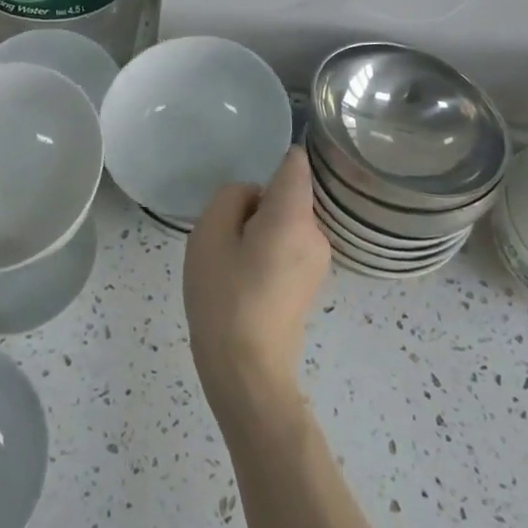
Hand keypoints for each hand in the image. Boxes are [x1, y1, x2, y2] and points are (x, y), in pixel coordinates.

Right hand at [183, 146, 330, 428]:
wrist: (247, 371)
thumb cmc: (224, 296)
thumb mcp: (210, 233)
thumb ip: (232, 196)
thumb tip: (253, 197)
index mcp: (294, 216)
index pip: (295, 164)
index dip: (273, 156)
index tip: (248, 174)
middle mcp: (316, 233)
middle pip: (286, 194)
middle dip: (256, 203)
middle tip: (225, 233)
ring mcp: (317, 261)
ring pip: (284, 222)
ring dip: (259, 229)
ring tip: (231, 261)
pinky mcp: (310, 283)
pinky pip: (287, 246)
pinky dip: (266, 251)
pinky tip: (244, 280)